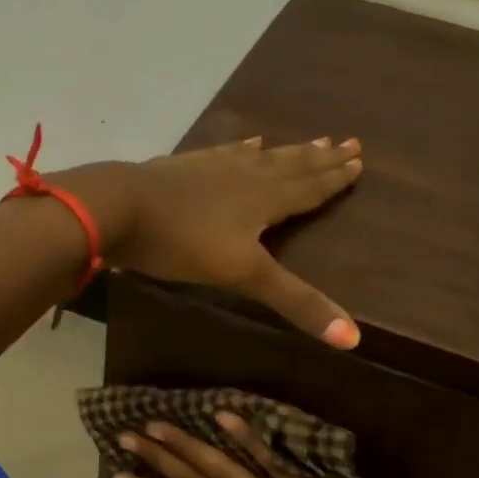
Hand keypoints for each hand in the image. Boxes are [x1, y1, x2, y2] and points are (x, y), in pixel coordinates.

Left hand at [59, 137, 363, 346]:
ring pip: (262, 157)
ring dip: (288, 151)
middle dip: (321, 159)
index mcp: (264, 200)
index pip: (310, 188)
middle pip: (292, 166)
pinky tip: (247, 142)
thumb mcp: (243, 276)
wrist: (119, 208)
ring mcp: (213, 168)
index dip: (335, 178)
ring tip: (311, 139)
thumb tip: (353, 338)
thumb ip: (296, 302)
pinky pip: (224, 153)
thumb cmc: (183, 242)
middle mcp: (246, 176)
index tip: (359, 159)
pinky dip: (241, 148)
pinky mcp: (185, 167)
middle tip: (349, 142)